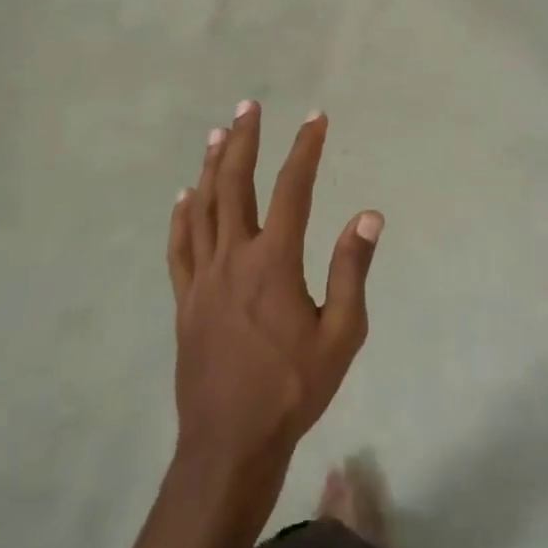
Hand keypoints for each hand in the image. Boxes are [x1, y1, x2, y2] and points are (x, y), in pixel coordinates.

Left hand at [166, 101, 382, 519]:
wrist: (231, 440)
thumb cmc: (294, 387)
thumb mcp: (342, 333)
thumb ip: (352, 270)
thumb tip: (368, 214)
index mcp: (274, 262)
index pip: (293, 189)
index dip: (305, 149)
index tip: (316, 119)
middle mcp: (233, 257)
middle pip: (234, 184)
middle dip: (243, 140)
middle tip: (249, 106)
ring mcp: (202, 278)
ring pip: (202, 207)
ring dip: (210, 166)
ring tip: (217, 133)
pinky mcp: (184, 300)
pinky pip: (179, 246)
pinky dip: (181, 216)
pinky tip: (182, 197)